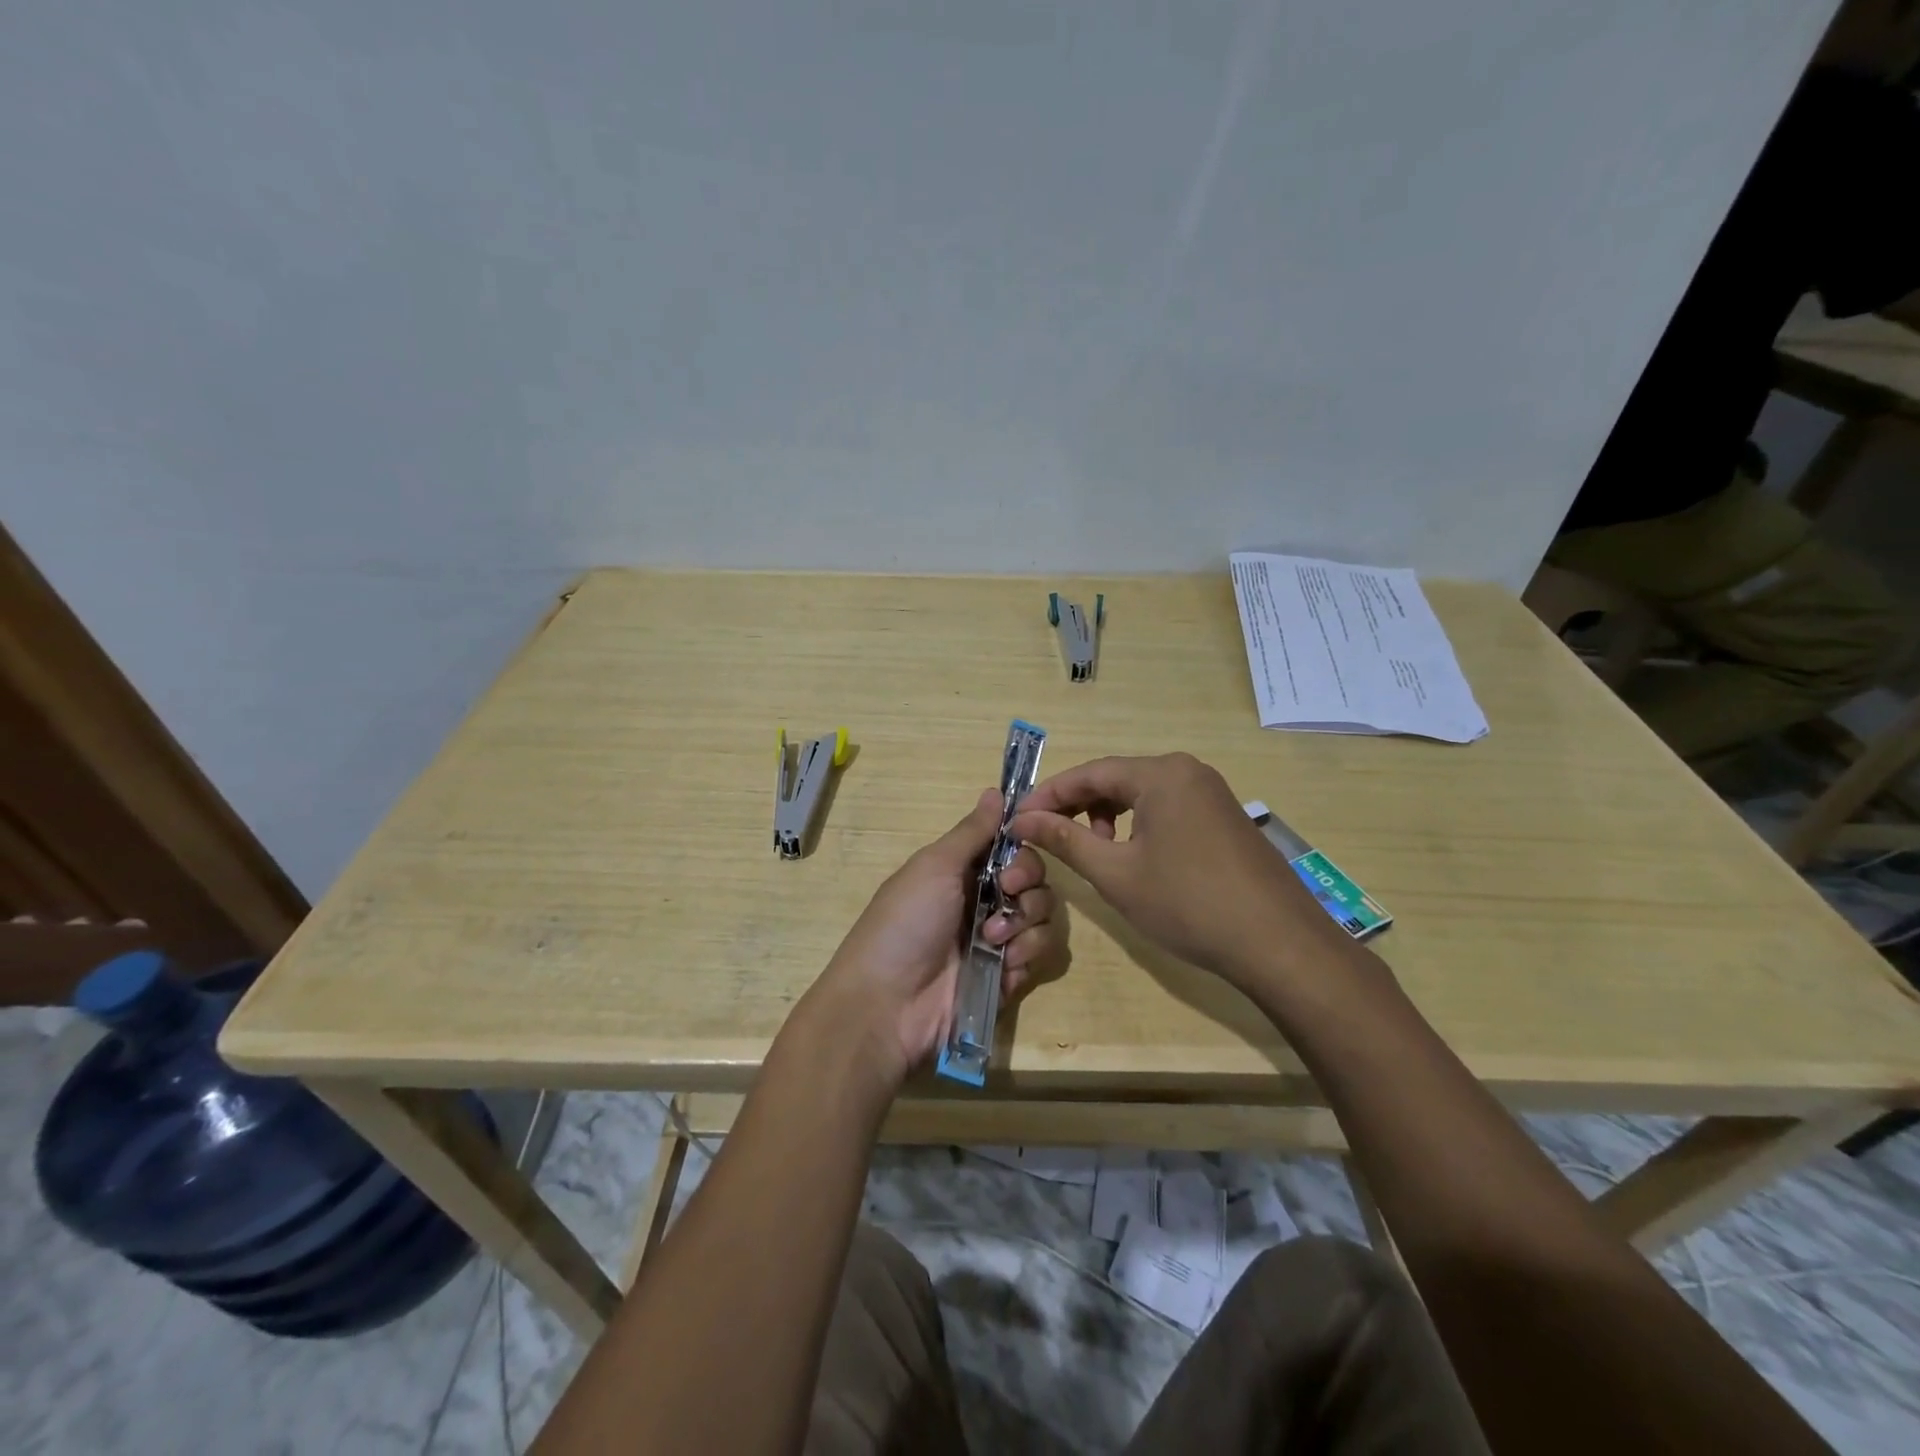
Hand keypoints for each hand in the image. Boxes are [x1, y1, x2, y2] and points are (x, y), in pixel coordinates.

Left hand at [805, 789, 1068, 1089]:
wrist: (889, 1004)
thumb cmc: (906, 923)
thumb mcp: (934, 866)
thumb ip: (972, 831)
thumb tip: (996, 790)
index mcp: (962, 871)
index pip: (1011, 847)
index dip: (1021, 847)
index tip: (1016, 851)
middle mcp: (983, 900)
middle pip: (1035, 879)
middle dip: (1027, 884)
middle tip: (1004, 893)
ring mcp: (997, 940)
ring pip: (1043, 916)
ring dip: (1024, 924)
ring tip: (992, 942)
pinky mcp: (1009, 977)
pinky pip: (1040, 955)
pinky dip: (1025, 956)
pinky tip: (1002, 967)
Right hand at [1009, 753, 1345, 990]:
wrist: (1278, 943)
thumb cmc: (1188, 903)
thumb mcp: (1116, 873)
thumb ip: (1066, 840)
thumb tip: (1022, 820)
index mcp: (1161, 773)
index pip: (1089, 773)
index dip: (1048, 795)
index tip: (1017, 819)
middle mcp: (1187, 771)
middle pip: (1116, 779)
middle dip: (1076, 806)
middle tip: (1045, 835)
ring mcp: (1211, 793)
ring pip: (1142, 795)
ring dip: (1107, 817)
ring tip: (1091, 851)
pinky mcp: (1224, 818)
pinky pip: (1167, 809)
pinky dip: (1138, 825)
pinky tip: (1132, 857)